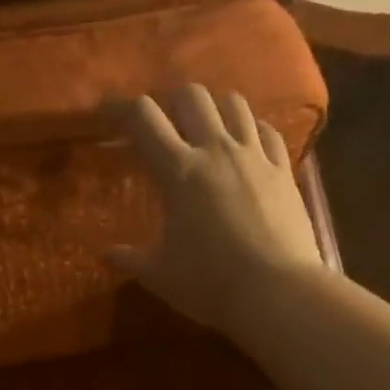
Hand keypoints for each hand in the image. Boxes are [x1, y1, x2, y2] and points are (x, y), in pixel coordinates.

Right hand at [111, 85, 323, 334]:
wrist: (277, 293)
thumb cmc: (209, 283)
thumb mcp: (159, 275)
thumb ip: (130, 259)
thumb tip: (107, 254)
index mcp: (178, 171)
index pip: (143, 117)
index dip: (119, 106)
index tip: (106, 113)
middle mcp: (216, 150)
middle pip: (192, 96)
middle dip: (171, 102)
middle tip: (163, 124)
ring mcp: (255, 157)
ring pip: (234, 104)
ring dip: (215, 109)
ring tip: (206, 130)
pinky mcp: (284, 171)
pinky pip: (268, 132)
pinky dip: (252, 130)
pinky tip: (247, 146)